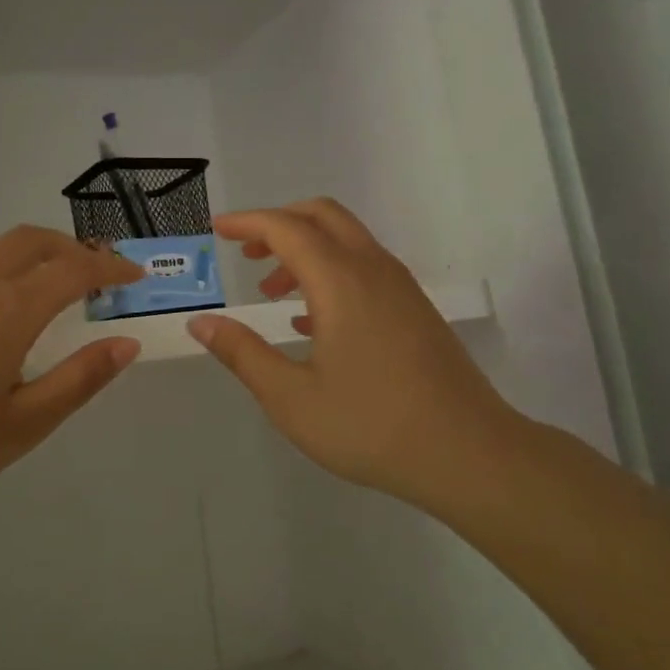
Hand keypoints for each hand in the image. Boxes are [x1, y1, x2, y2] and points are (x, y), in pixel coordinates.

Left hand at [0, 227, 143, 519]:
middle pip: (30, 240)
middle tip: (91, 274)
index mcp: (9, 309)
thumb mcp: (23, 425)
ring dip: (25, 258)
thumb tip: (126, 344)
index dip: (109, 268)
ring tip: (39, 291)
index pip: (74, 269)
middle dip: (69, 247)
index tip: (133, 276)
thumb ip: (79, 380)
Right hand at [187, 199, 538, 524]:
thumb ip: (242, 354)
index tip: (216, 230)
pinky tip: (312, 320)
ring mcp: (401, 288)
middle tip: (244, 253)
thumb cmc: (370, 426)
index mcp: (340, 282)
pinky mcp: (415, 310)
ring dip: (304, 250)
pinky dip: (330, 272)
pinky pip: (365, 268)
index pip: (286, 228)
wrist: (468, 453)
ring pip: (347, 241)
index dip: (247, 222)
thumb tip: (201, 324)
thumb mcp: (290, 397)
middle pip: (322, 216)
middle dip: (278, 224)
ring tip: (271, 292)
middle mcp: (373, 270)